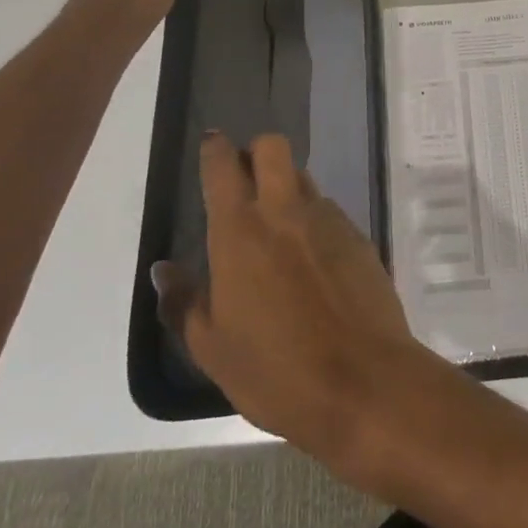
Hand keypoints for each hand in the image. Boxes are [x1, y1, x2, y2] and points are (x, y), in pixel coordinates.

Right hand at [152, 133, 444, 479]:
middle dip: (256, 152)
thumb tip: (163, 270)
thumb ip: (184, 302)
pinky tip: (312, 261)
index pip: (224, 166)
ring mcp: (329, 220)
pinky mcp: (360, 237)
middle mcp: (286, 212)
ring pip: (304, 179)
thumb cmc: (276, 371)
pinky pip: (330, 212)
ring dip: (287, 189)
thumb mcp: (212, 348)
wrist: (364, 382)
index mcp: (240, 232)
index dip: (216, 149)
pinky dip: (314, 221)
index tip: (211, 145)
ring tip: (278, 231)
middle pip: (273, 147)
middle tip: (245, 183)